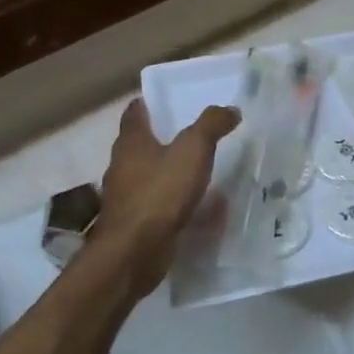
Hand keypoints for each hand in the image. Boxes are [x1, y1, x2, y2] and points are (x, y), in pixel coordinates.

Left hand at [97, 98, 240, 285]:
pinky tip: (198, 207)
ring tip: (199, 171)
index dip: (147, 104)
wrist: (135, 252)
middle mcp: (123, 167)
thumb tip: (230, 109)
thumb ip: (212, 125)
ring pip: (150, 177)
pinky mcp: (135, 224)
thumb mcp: (193, 149)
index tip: (164, 101)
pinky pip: (159, 205)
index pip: (134, 114)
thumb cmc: (160, 192)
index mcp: (132, 143)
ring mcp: (126, 198)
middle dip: (162, 139)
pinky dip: (175, 202)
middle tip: (191, 134)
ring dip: (170, 172)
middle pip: (140, 145)